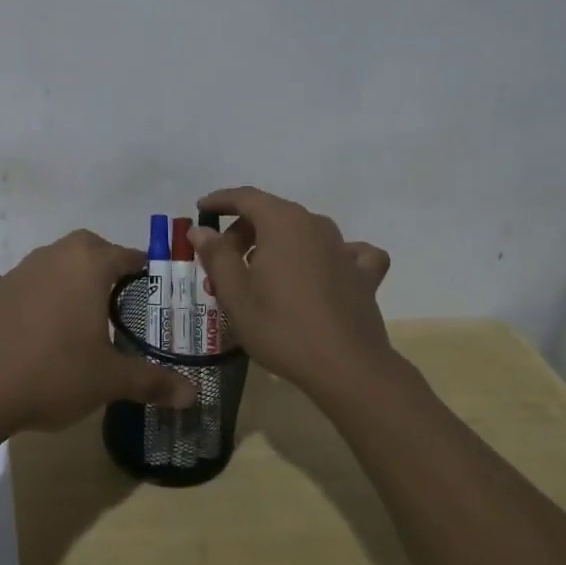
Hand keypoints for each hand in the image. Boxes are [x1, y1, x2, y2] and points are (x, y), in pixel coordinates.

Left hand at [0, 229, 197, 433]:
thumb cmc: (56, 374)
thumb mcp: (111, 381)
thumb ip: (153, 382)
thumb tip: (193, 395)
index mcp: (88, 265)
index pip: (125, 255)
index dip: (141, 268)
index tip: (150, 286)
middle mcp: (52, 256)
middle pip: (85, 247)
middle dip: (102, 263)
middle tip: (114, 296)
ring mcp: (15, 272)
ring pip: (47, 260)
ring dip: (61, 276)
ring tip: (71, 309)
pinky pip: (3, 282)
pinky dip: (13, 291)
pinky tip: (16, 311)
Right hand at [189, 187, 393, 399]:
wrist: (347, 367)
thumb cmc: (281, 327)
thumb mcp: (235, 294)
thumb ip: (216, 255)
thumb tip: (201, 230)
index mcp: (282, 222)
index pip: (245, 197)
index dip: (220, 201)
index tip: (202, 209)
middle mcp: (315, 224)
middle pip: (273, 214)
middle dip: (243, 232)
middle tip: (223, 264)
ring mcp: (344, 248)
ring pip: (302, 233)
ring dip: (276, 246)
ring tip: (260, 277)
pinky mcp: (364, 275)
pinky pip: (344, 253)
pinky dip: (327, 257)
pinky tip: (324, 272)